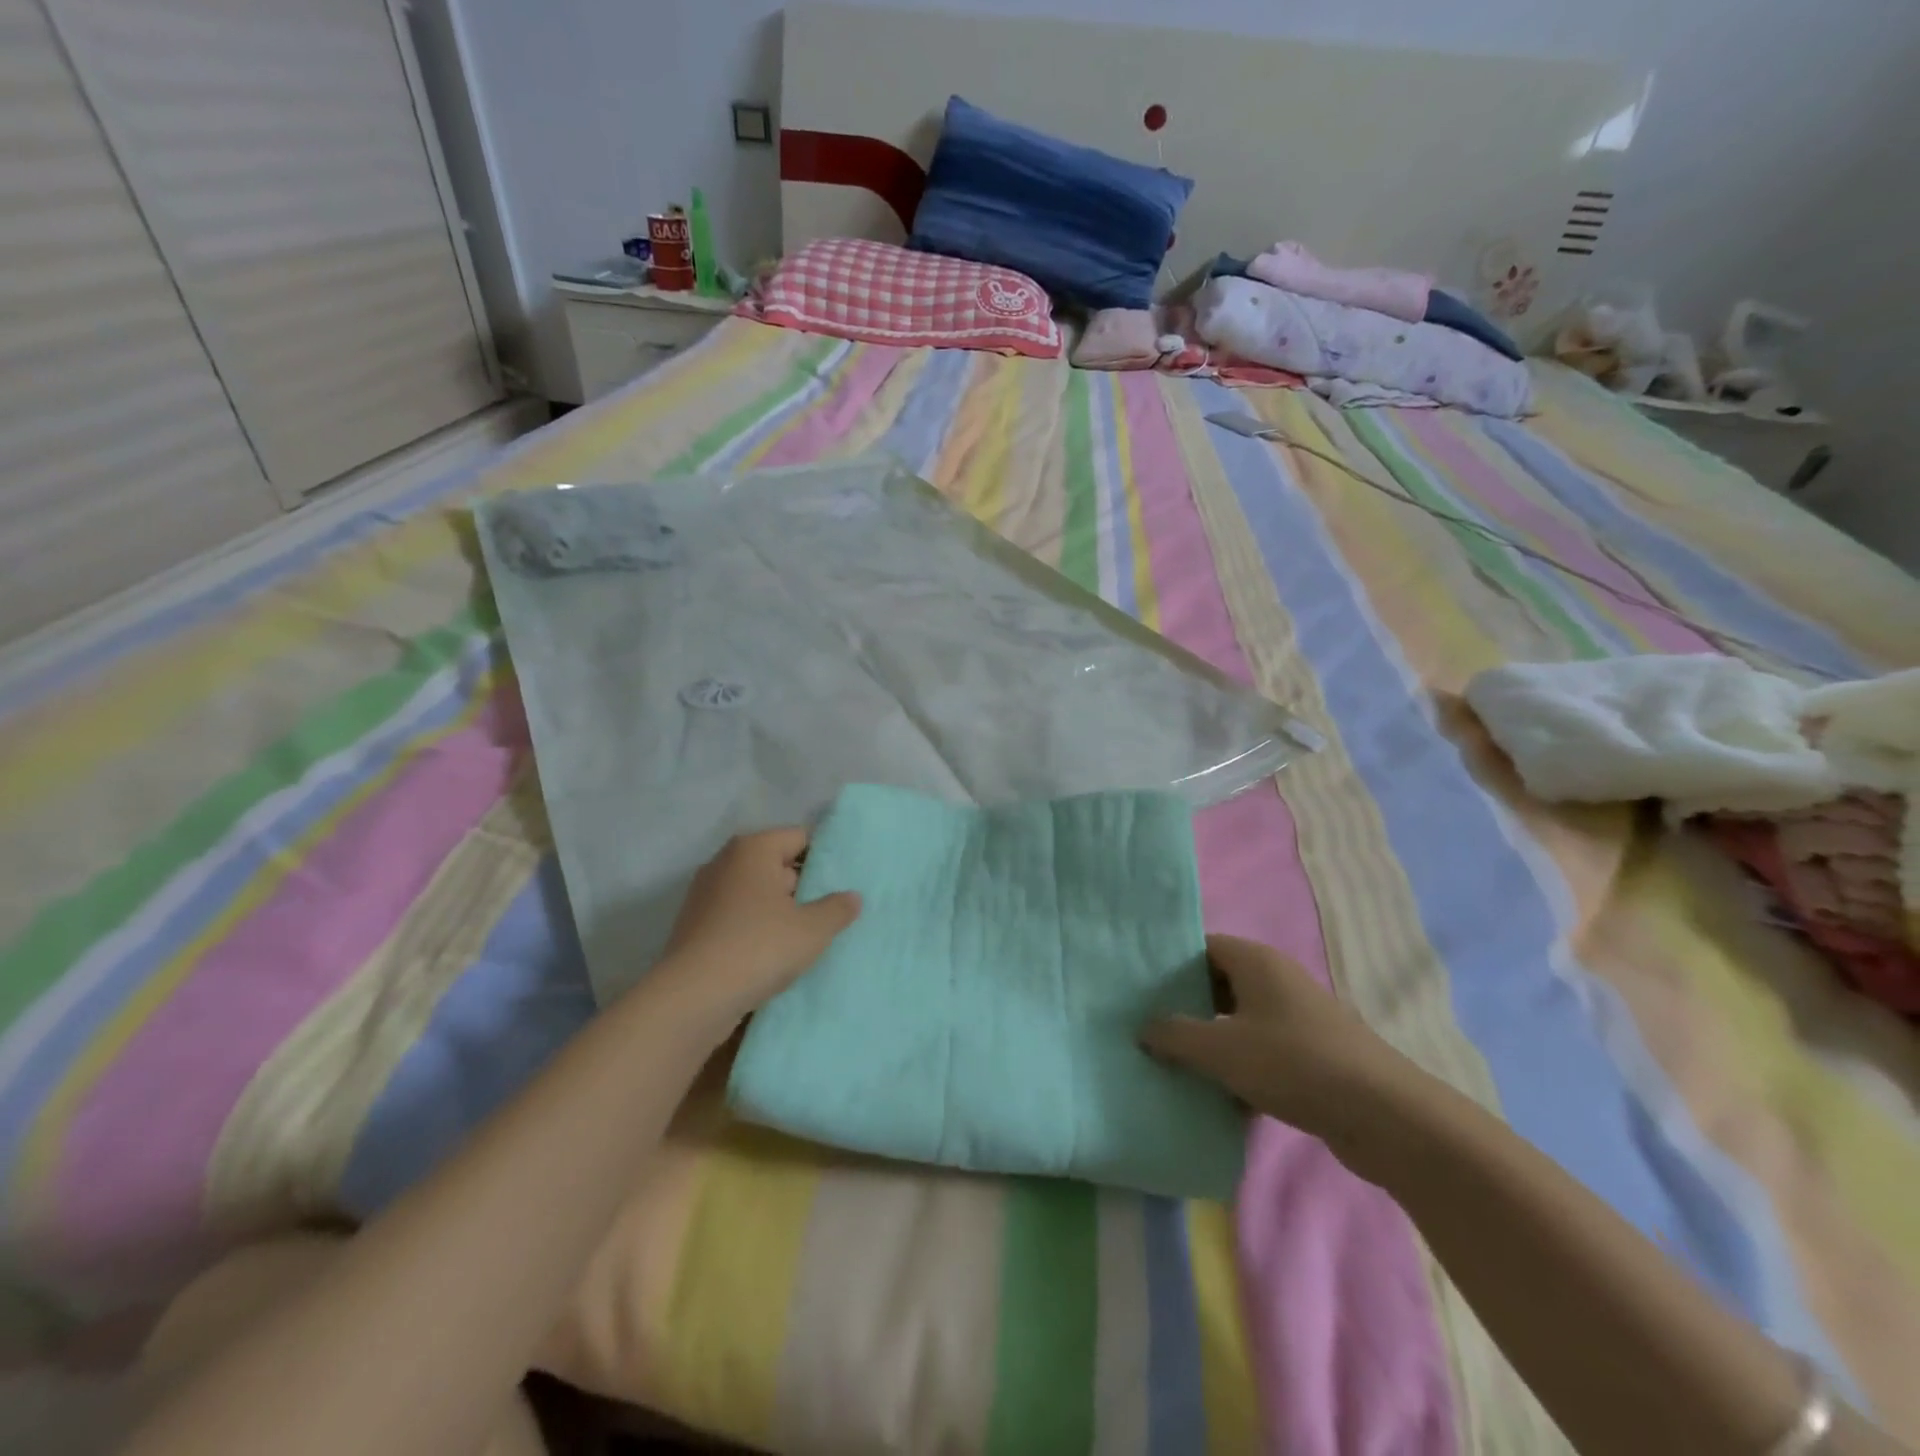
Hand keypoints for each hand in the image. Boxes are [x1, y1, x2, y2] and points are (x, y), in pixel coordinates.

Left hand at [660, 828, 860, 1022]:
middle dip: (803, 886)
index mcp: (753, 849)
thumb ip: (837, 909)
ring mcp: (705, 895)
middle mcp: (725, 862)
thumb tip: (852, 897)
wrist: (692, 999)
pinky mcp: (695, 926)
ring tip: (806, 937)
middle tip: (831, 912)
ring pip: (756, 894)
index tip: (844, 883)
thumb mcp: (812, 929)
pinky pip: (737, 918)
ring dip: (779, 911)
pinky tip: (773, 955)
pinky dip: (756, 929)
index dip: (824, 858)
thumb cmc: (758, 947)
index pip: (799, 837)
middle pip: (776, 865)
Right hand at [1141, 935, 1410, 1139]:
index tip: (1142, 991)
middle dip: (1188, 1007)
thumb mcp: (1221, 1049)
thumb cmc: (1293, 1063)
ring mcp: (1298, 1017)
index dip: (1170, 966)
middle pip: (1220, 983)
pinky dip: (1241, 1068)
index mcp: (1256, 961)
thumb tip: (1145, 1028)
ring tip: (1177, 1066)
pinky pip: (1263, 1051)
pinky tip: (1220, 1098)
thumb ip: (1175, 1035)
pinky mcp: (1313, 1054)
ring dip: (1213, 1043)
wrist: (1383, 1116)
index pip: (1202, 947)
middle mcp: (1277, 979)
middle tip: (1153, 1030)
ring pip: (1240, 1021)